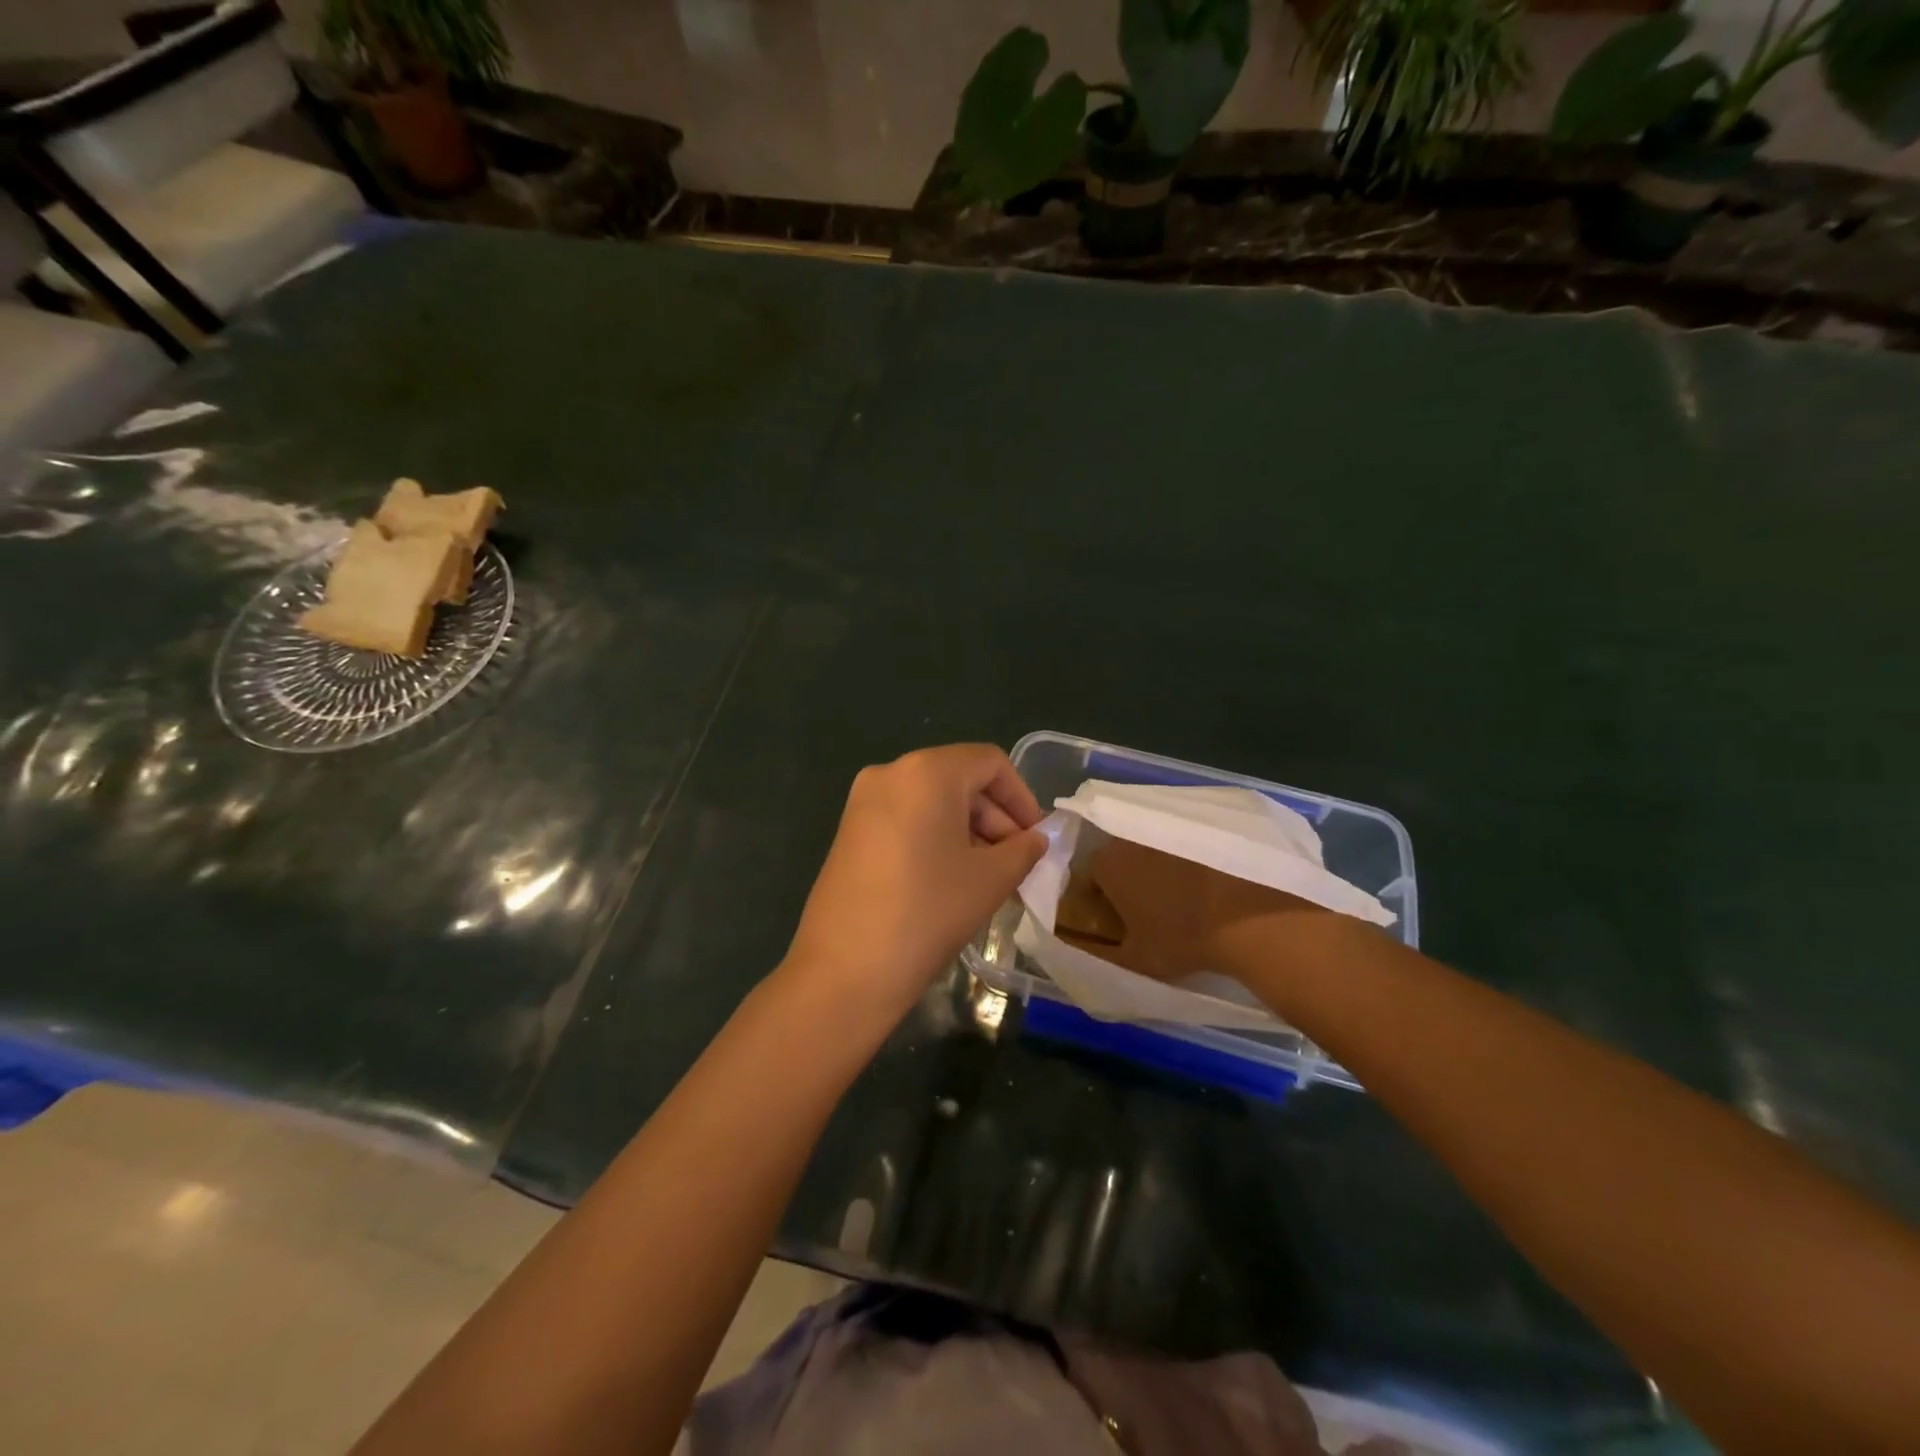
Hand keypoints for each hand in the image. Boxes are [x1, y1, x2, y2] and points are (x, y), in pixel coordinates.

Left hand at [782, 745, 1047, 1020]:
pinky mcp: (849, 831)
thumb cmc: (928, 912)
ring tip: (989, 877)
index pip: (990, 763)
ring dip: (968, 830)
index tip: (1037, 838)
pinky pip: (906, 819)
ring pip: (932, 801)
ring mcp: (863, 802)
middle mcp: (890, 773)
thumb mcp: (990, 879)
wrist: (845, 969)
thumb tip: (1035, 839)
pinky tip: (951, 879)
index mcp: (926, 771)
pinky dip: (936, 838)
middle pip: (959, 779)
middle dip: (995, 817)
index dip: (1022, 797)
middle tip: (1017, 862)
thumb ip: (1023, 849)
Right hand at [1078, 839, 1321, 983]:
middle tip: (1141, 911)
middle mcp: (1130, 838)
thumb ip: (1097, 955)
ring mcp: (1167, 829)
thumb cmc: (1182, 939)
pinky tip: (1200, 885)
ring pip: (1149, 850)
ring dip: (1153, 869)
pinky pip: (1179, 844)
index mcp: (1107, 865)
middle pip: (1117, 859)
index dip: (1094, 901)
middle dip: (1123, 881)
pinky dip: (1183, 861)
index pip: (1086, 879)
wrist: (1249, 917)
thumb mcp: (1134, 960)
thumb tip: (1077, 949)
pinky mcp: (1200, 828)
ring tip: (1174, 898)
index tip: (1110, 921)